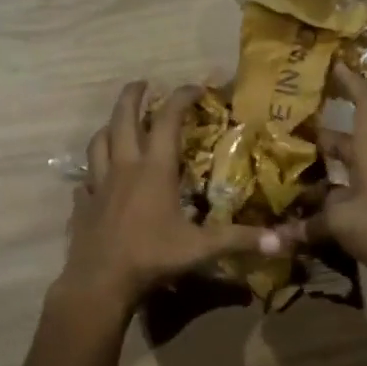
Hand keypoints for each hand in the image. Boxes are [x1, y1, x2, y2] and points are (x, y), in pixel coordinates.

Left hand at [58, 81, 281, 312]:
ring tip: (117, 124)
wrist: (100, 281)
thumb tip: (283, 241)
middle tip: (142, 83)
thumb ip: (239, 240)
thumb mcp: (201, 248)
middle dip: (133, 96)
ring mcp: (99, 185)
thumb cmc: (152, 257)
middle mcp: (124, 167)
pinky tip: (96, 180)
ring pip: (98, 143)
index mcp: (154, 170)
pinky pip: (85, 180)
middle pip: (123, 119)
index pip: (168, 120)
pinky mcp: (83, 204)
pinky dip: (92, 173)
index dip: (181, 98)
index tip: (195, 88)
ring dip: (109, 127)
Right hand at [279, 63, 366, 306]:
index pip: (364, 103)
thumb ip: (307, 224)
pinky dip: (323, 209)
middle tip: (281, 133)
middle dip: (316, 138)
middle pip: (343, 142)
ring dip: (316, 178)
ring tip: (279, 176)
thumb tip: (273, 236)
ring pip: (341, 176)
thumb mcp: (342, 221)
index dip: (350, 82)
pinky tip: (296, 218)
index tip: (333, 64)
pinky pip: (344, 204)